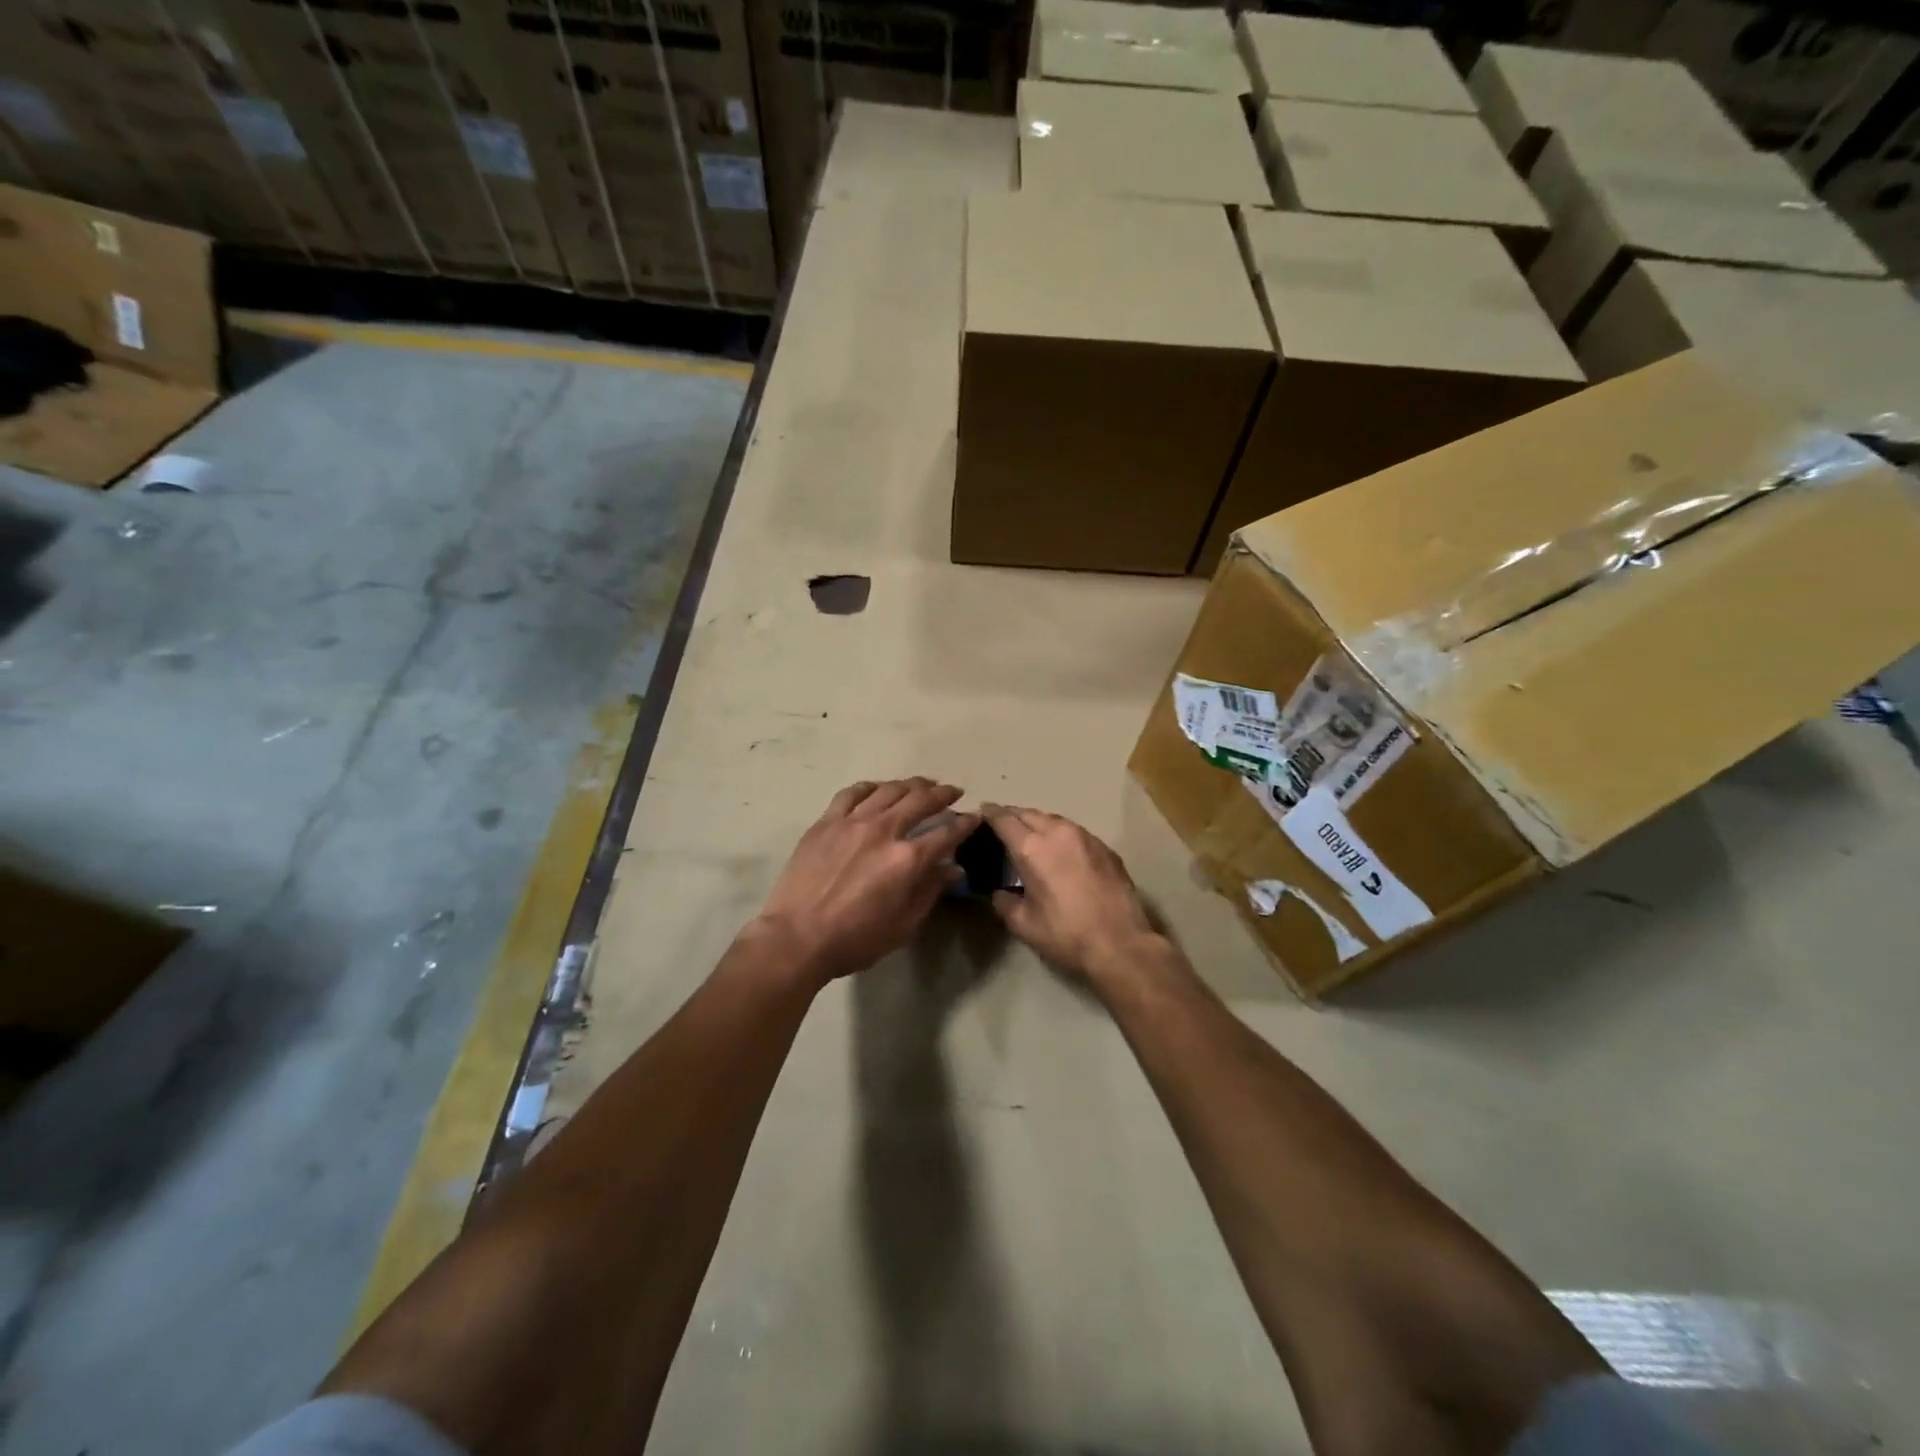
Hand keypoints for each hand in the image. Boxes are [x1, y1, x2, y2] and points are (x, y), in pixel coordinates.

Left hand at [755, 778, 977, 984]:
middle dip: (942, 793)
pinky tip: (878, 789)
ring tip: (922, 784)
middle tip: (952, 792)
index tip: (974, 817)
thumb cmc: (855, 940)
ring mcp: (853, 821)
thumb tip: (954, 869)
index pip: (947, 833)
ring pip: (889, 790)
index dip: (965, 823)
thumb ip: (930, 892)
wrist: (797, 938)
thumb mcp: (904, 926)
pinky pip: (852, 793)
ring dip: (911, 784)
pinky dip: (871, 787)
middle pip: (921, 800)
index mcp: (908, 859)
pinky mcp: (826, 822)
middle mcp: (884, 830)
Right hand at [982, 805, 1160, 984]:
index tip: (983, 811)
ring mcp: (1086, 837)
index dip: (991, 813)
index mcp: (1032, 849)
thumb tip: (1000, 893)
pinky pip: (1076, 832)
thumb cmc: (1066, 934)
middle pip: (1030, 813)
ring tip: (1030, 834)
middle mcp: (1058, 833)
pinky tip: (1061, 849)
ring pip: (1055, 819)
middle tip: (1003, 824)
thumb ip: (1005, 903)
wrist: (1121, 943)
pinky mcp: (1105, 848)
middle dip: (1013, 815)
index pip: (1004, 820)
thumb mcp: (1024, 924)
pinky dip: (1061, 834)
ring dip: (1038, 822)